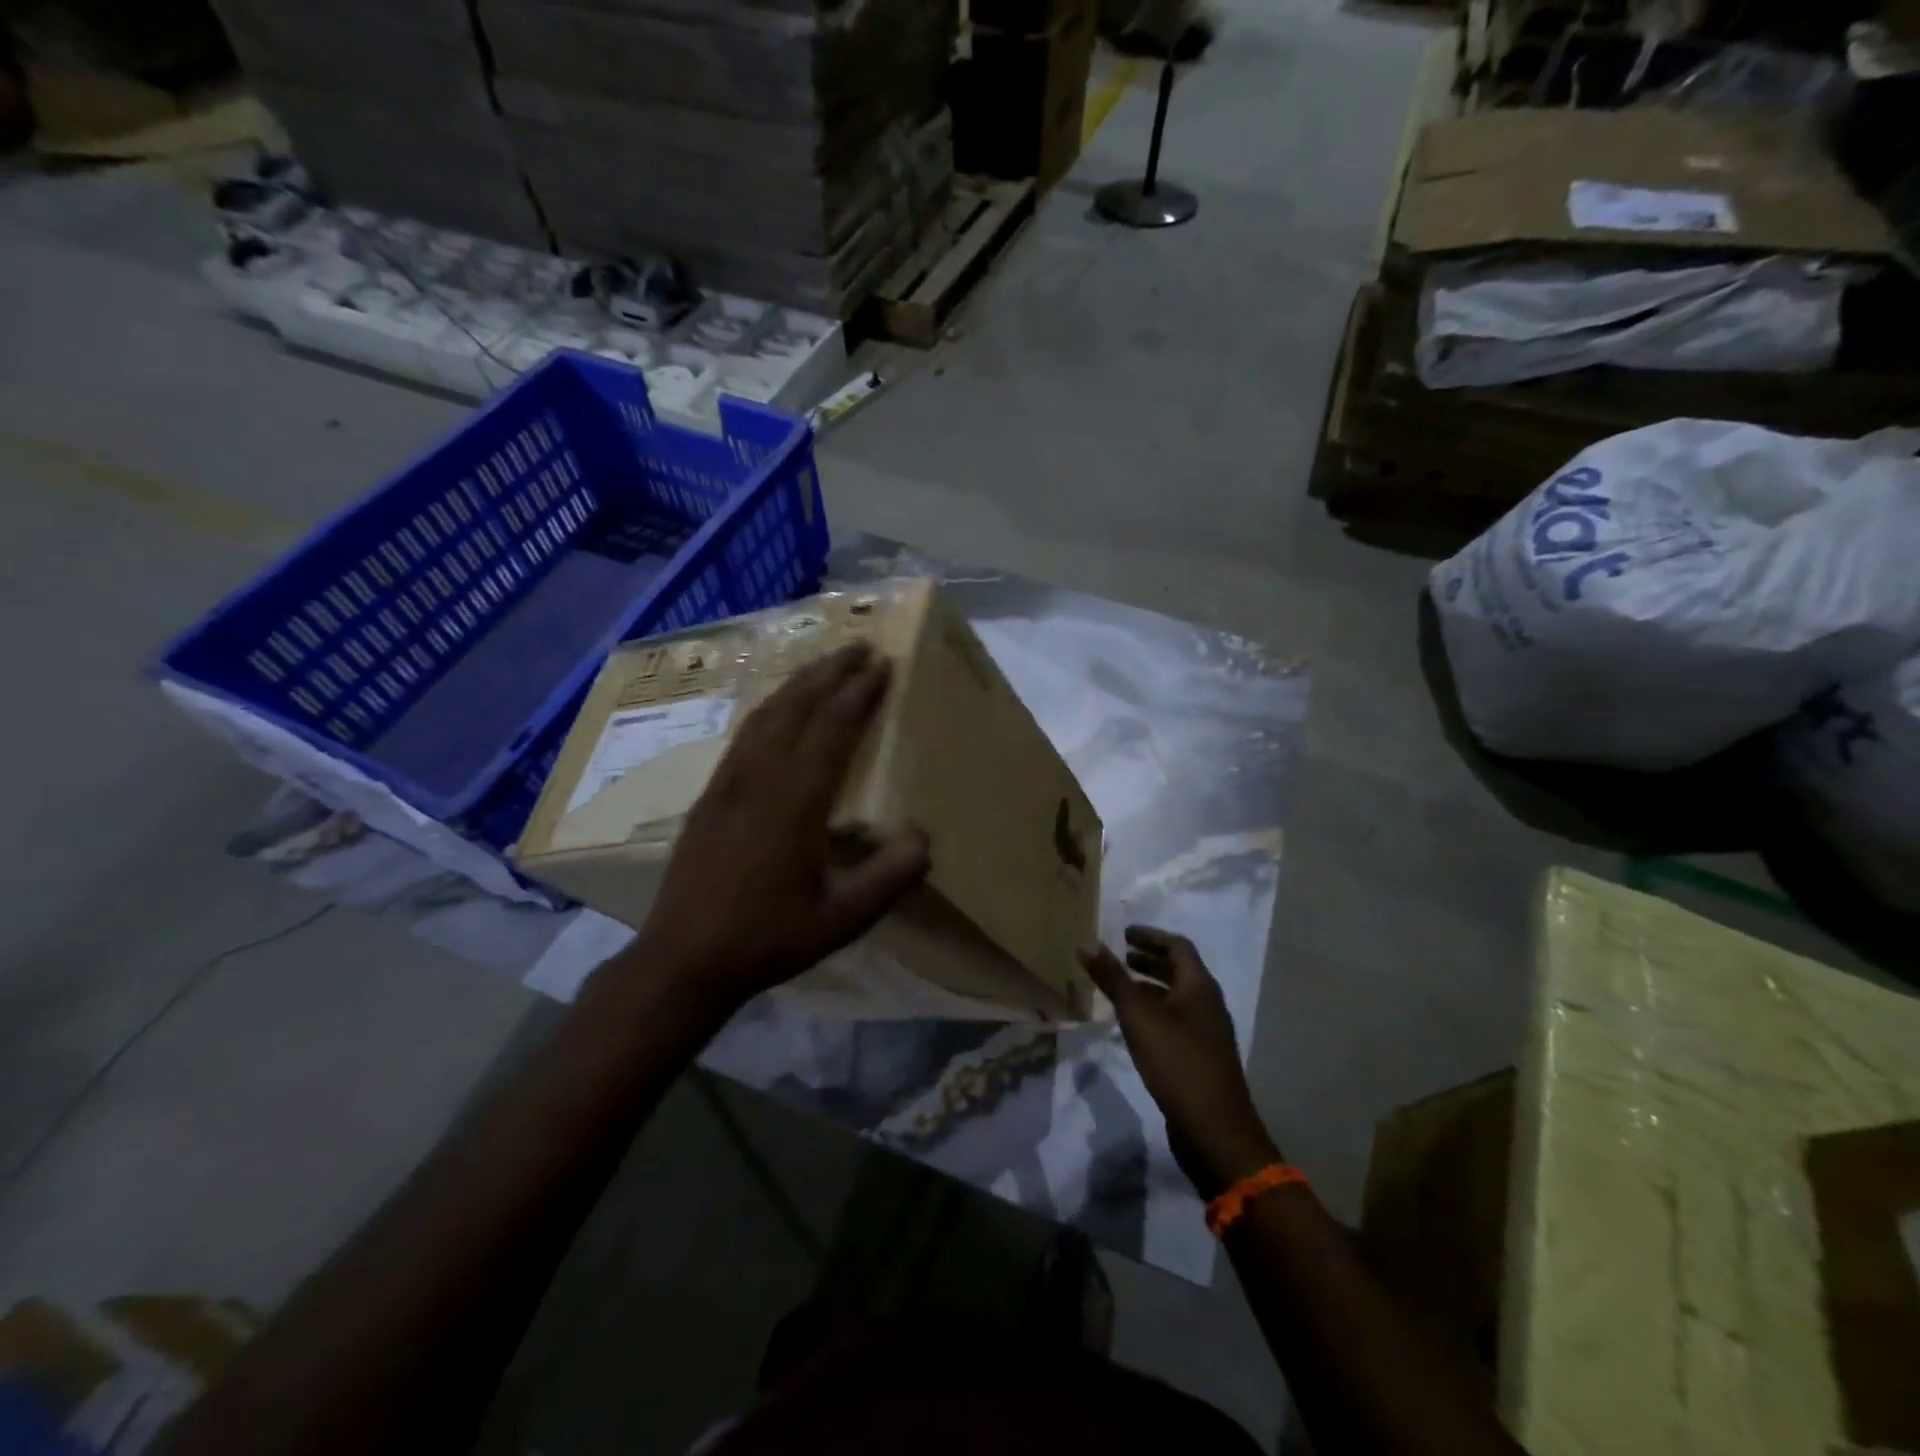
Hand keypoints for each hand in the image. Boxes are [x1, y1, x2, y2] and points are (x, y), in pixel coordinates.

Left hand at [603, 643, 929, 1020]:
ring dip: (798, 684)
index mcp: (793, 801)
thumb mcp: (841, 920)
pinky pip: (744, 734)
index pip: (832, 729)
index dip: (859, 693)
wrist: (684, 958)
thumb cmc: (768, 938)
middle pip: (795, 707)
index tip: (882, 664)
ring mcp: (727, 783)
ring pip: (765, 715)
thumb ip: (888, 878)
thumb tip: (924, 837)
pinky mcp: (709, 795)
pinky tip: (778, 711)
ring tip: (824, 665)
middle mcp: (758, 778)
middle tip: (858, 646)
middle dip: (829, 672)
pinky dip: (770, 709)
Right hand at [1081, 928, 1279, 1198]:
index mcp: (1199, 986)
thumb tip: (1087, 944)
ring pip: (1176, 997)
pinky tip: (1133, 1026)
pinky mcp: (1200, 1057)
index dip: (1150, 936)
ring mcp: (1207, 1033)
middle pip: (1179, 970)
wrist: (1214, 1129)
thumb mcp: (1138, 1016)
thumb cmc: (1177, 1062)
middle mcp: (1208, 1004)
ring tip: (1121, 987)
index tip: (1124, 933)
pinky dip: (1154, 1011)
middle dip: (1149, 959)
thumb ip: (1113, 979)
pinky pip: (1175, 1020)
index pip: (1177, 946)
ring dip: (1150, 986)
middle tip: (1120, 956)